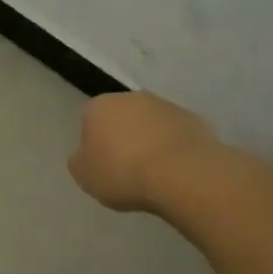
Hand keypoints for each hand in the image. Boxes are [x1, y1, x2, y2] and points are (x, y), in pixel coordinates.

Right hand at [69, 92, 217, 212]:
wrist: (181, 173)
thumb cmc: (123, 173)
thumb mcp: (85, 176)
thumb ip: (80, 160)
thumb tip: (86, 154)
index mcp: (99, 106)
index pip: (89, 120)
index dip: (94, 143)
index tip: (101, 165)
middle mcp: (130, 97)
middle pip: (121, 117)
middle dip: (122, 136)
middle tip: (126, 167)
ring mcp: (164, 105)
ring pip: (150, 123)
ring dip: (149, 140)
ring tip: (154, 172)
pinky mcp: (192, 118)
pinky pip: (174, 134)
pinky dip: (173, 147)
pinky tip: (175, 170)